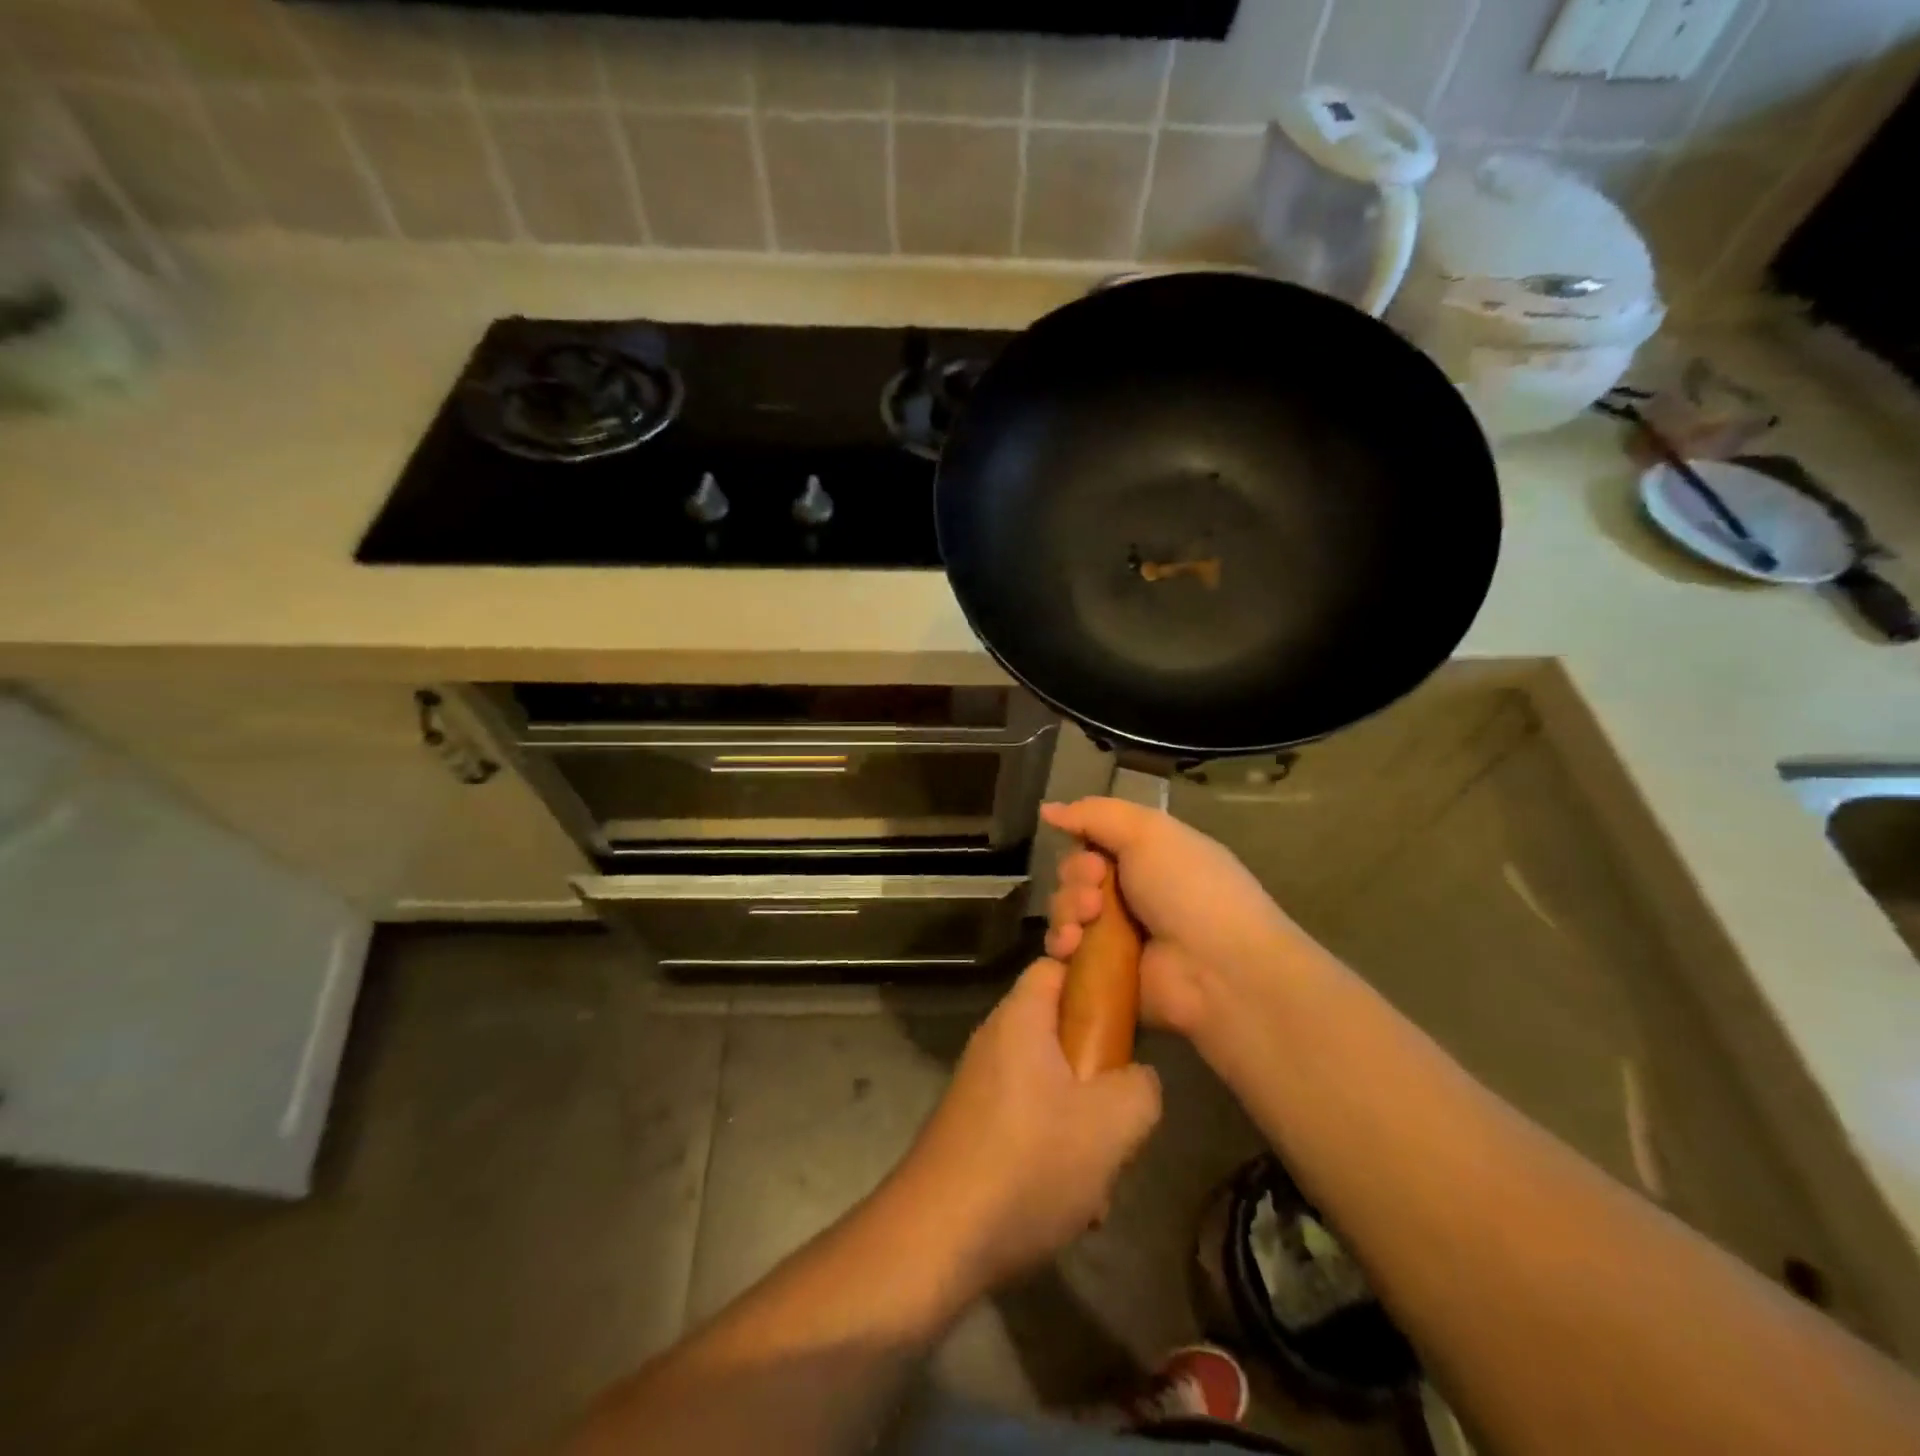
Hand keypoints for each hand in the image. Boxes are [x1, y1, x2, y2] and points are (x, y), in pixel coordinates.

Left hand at [892, 959, 1161, 1295]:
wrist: (935, 1240)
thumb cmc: (1028, 1164)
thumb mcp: (1111, 1125)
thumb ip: (1141, 1087)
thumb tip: (1137, 1078)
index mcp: (1019, 1019)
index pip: (1058, 966)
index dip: (1096, 979)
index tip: (1130, 1016)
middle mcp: (994, 1042)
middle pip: (1061, 1033)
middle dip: (1099, 1074)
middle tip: (1122, 1115)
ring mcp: (980, 1087)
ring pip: (1051, 1087)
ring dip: (1083, 1128)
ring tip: (1100, 1178)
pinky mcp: (973, 1129)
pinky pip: (1029, 1123)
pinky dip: (1054, 1153)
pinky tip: (1071, 1207)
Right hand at [1041, 797, 1316, 1040]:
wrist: (1216, 968)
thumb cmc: (1189, 889)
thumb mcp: (1147, 832)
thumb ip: (1095, 814)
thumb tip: (1047, 809)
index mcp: (1148, 857)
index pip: (1093, 843)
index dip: (1082, 848)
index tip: (1094, 861)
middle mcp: (1132, 893)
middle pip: (1074, 877)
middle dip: (1074, 881)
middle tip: (1095, 897)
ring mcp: (1118, 936)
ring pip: (1065, 912)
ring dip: (1066, 912)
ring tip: (1086, 924)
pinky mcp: (1105, 973)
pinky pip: (1065, 953)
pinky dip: (1063, 945)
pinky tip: (1073, 947)